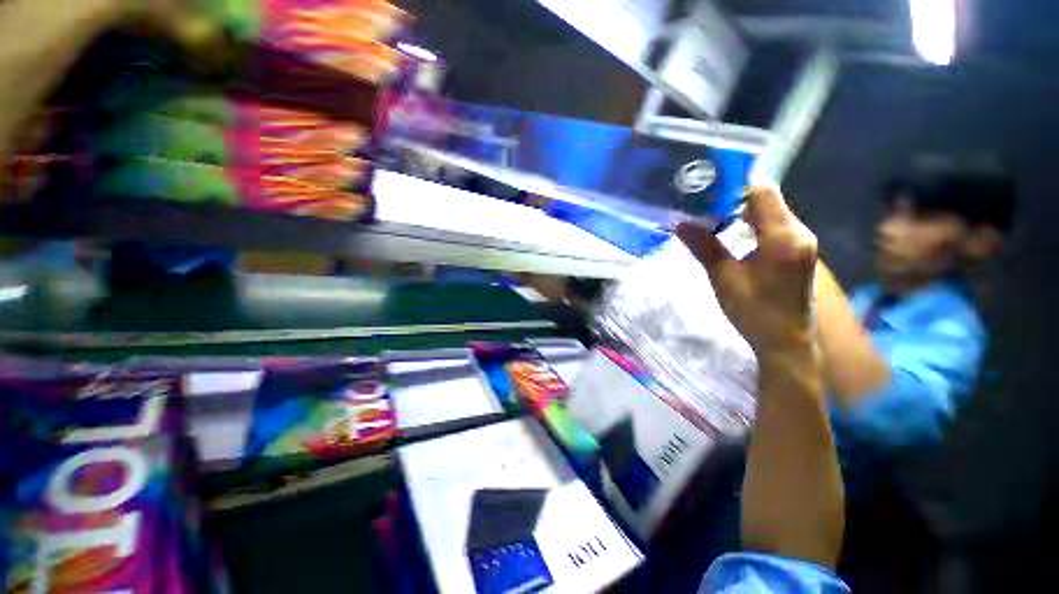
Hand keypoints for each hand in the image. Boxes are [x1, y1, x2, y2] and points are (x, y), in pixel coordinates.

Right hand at [677, 184, 817, 354]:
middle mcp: (799, 232)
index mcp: (783, 237)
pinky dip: (751, 222)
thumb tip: (680, 224)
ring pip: (770, 211)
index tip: (705, 185)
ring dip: (741, 209)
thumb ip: (704, 247)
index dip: (734, 184)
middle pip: (767, 198)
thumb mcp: (724, 278)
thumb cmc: (754, 312)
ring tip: (709, 212)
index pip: (762, 192)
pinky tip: (730, 229)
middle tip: (701, 198)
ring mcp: (801, 241)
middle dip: (733, 195)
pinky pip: (774, 225)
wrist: (786, 342)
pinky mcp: (798, 251)